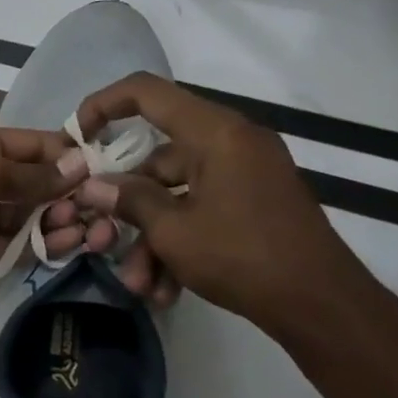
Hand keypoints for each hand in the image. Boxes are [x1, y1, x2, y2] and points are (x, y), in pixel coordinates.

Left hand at [0, 124, 87, 286]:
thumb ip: (33, 175)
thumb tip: (80, 165)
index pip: (40, 147)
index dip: (72, 156)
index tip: (109, 170)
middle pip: (42, 185)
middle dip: (71, 195)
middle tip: (101, 208)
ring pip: (34, 218)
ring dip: (62, 222)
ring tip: (89, 230)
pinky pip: (19, 246)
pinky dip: (42, 246)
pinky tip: (66, 245)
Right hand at [59, 74, 371, 336]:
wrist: (322, 304)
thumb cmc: (242, 255)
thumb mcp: (173, 230)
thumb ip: (129, 200)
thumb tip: (91, 186)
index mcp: (215, 133)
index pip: (146, 93)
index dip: (103, 105)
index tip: (75, 137)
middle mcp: (230, 143)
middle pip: (156, 159)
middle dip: (126, 208)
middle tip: (101, 239)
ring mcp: (243, 174)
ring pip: (175, 195)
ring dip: (150, 240)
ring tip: (140, 285)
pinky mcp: (250, 203)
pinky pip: (200, 212)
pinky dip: (178, 244)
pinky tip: (165, 289)